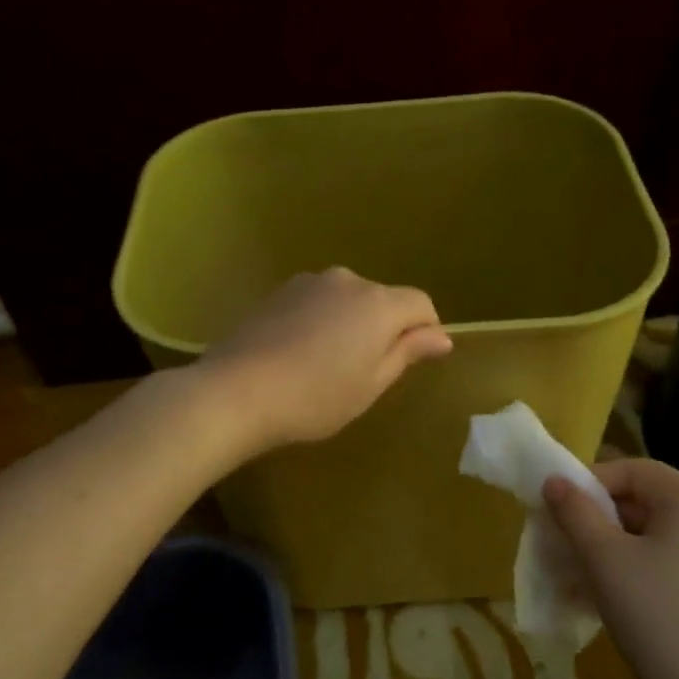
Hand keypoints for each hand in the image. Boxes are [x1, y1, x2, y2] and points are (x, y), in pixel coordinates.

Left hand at [200, 268, 451, 451]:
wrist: (237, 391)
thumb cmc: (315, 397)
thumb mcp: (371, 384)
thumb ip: (407, 352)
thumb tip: (441, 336)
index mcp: (379, 304)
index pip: (421, 304)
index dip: (426, 331)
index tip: (413, 362)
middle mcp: (348, 281)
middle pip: (382, 300)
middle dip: (384, 328)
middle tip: (365, 373)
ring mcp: (309, 283)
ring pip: (347, 300)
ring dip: (350, 324)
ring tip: (327, 365)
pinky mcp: (279, 292)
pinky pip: (317, 303)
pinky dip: (320, 322)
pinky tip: (299, 355)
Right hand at [543, 459, 678, 678]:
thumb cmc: (656, 614)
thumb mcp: (604, 558)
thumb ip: (575, 513)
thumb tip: (555, 482)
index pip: (636, 470)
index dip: (592, 480)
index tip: (558, 506)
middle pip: (643, 505)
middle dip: (595, 520)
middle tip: (558, 542)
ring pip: (649, 542)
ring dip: (606, 552)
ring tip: (569, 575)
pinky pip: (663, 571)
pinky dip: (629, 576)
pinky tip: (596, 602)